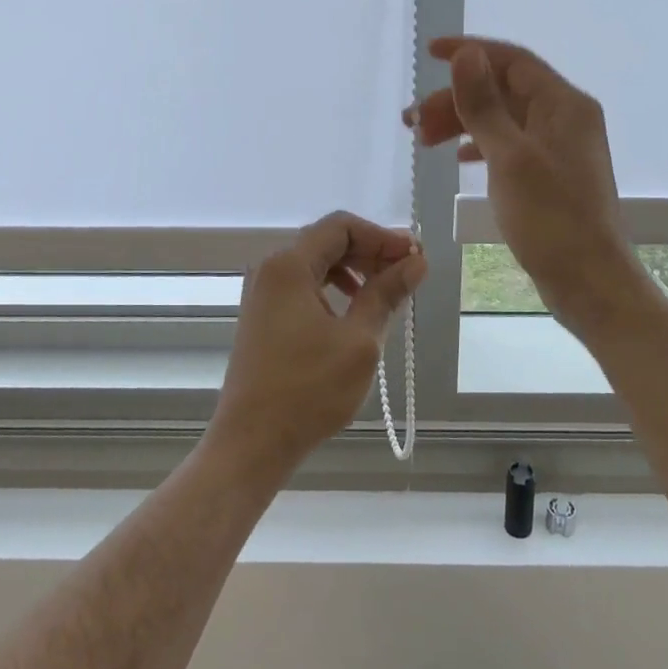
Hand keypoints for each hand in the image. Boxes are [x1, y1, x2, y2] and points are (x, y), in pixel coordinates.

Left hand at [208, 211, 427, 477]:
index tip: (413, 257)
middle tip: (406, 273)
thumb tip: (416, 261)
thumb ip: (386, 294)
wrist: (252, 442)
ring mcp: (262, 293)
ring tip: (384, 293)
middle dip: (369, 252)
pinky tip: (352, 313)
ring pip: (315, 264)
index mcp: (289, 265)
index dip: (381, 236)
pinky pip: (302, 286)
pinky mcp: (262, 317)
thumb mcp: (359, 341)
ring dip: (353, 270)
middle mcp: (270, 269)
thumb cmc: (308, 390)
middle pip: (326, 241)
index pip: (340, 226)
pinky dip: (332, 289)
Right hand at [409, 36, 648, 332]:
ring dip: (462, 122)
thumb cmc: (551, 218)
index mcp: (563, 104)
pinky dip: (479, 145)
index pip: (512, 60)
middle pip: (503, 90)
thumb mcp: (509, 157)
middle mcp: (564, 117)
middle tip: (412, 120)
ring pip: (502, 119)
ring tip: (422, 139)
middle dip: (456, 98)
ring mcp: (558, 147)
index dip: (470, 52)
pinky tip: (456, 157)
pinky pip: (508, 144)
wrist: (589, 282)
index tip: (428, 54)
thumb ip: (484, 104)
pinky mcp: (550, 174)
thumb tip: (465, 54)